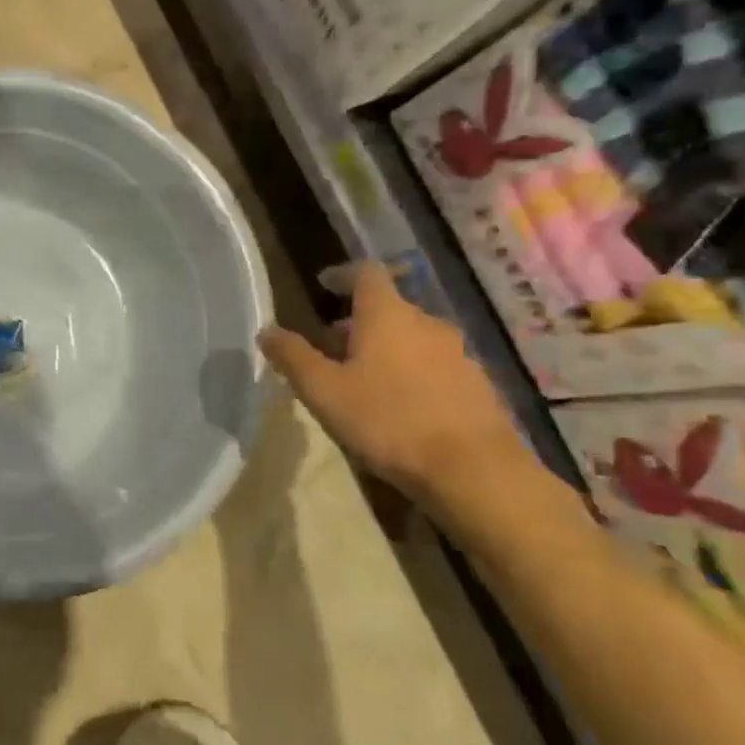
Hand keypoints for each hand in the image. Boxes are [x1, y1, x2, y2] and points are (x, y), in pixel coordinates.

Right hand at [258, 263, 530, 503]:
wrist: (474, 471)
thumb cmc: (387, 420)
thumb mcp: (323, 391)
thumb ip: (292, 356)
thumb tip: (267, 331)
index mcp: (388, 315)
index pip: (367, 273)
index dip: (343, 275)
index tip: (324, 285)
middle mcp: (427, 323)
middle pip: (388, 309)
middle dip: (356, 323)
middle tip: (329, 350)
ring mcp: (459, 354)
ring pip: (412, 339)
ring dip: (384, 350)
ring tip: (361, 382)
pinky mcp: (478, 386)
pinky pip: (434, 366)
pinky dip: (411, 373)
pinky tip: (398, 407)